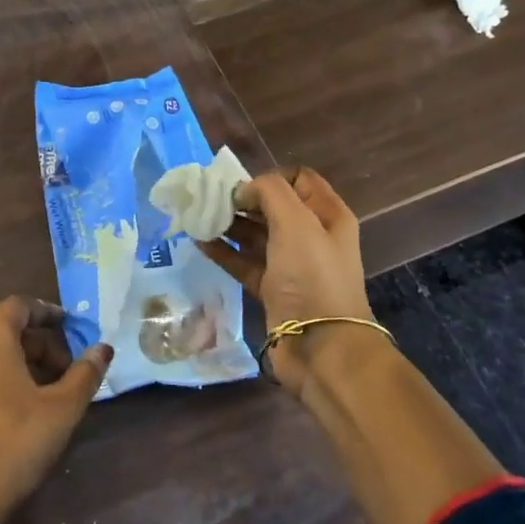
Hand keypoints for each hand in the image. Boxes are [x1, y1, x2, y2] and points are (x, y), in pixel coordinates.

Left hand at [0, 297, 112, 518]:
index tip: (68, 327)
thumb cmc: (15, 442)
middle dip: (36, 346)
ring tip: (39, 398)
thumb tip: (103, 348)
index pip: (18, 306)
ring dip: (13, 368)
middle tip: (63, 374)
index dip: (46, 312)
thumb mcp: (62, 409)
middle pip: (1, 333)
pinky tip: (5, 420)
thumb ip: (85, 374)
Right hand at [198, 168, 372, 393]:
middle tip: (209, 199)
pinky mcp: (272, 289)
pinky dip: (223, 251)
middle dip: (242, 200)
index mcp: (327, 215)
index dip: (269, 177)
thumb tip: (243, 190)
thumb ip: (269, 192)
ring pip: (255, 234)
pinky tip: (199, 242)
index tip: (241, 185)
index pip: (298, 179)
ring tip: (198, 217)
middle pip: (273, 206)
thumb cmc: (312, 276)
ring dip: (228, 224)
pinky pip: (244, 262)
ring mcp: (291, 264)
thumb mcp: (296, 223)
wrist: (320, 346)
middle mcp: (311, 236)